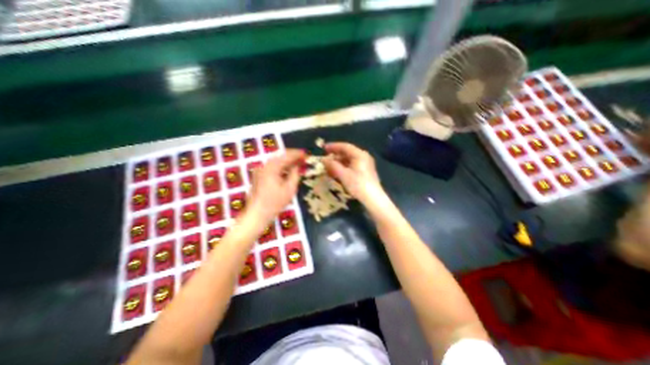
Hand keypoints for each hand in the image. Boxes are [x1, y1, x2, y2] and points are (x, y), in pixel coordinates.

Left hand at [248, 150, 306, 223]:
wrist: (257, 213)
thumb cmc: (275, 203)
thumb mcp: (290, 189)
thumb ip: (295, 174)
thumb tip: (297, 166)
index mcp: (272, 167)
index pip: (287, 155)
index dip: (297, 154)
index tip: (306, 154)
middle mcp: (265, 165)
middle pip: (280, 155)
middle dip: (292, 156)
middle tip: (303, 158)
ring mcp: (260, 170)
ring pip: (276, 160)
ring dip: (287, 160)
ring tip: (297, 163)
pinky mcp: (259, 175)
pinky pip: (272, 166)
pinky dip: (281, 166)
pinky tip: (287, 170)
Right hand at [323, 142, 381, 203]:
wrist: (373, 198)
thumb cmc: (358, 184)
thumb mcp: (343, 174)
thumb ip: (332, 165)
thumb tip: (323, 159)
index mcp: (360, 154)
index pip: (345, 146)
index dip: (333, 146)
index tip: (323, 148)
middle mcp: (364, 156)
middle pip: (347, 152)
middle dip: (335, 156)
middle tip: (325, 159)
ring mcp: (365, 164)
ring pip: (350, 160)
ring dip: (339, 162)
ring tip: (329, 167)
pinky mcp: (365, 171)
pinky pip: (353, 165)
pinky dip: (344, 167)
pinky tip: (337, 172)